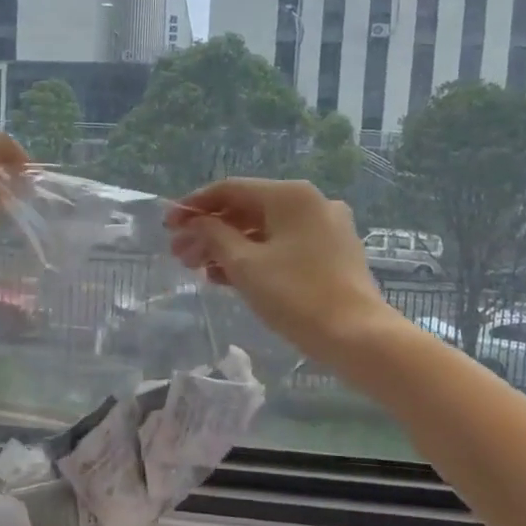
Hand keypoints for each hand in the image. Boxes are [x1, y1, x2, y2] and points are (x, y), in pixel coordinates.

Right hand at [165, 179, 391, 366]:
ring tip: (199, 270)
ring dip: (228, 247)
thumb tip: (196, 223)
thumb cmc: (296, 295)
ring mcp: (325, 228)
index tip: (168, 225)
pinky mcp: (331, 253)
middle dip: (209, 231)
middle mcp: (310, 203)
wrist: (357, 336)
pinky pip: (282, 246)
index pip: (230, 189)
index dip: (194, 206)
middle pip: (247, 210)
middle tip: (179, 255)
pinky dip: (254, 257)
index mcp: (290, 196)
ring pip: (264, 230)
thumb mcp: (245, 265)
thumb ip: (214, 236)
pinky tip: (227, 277)